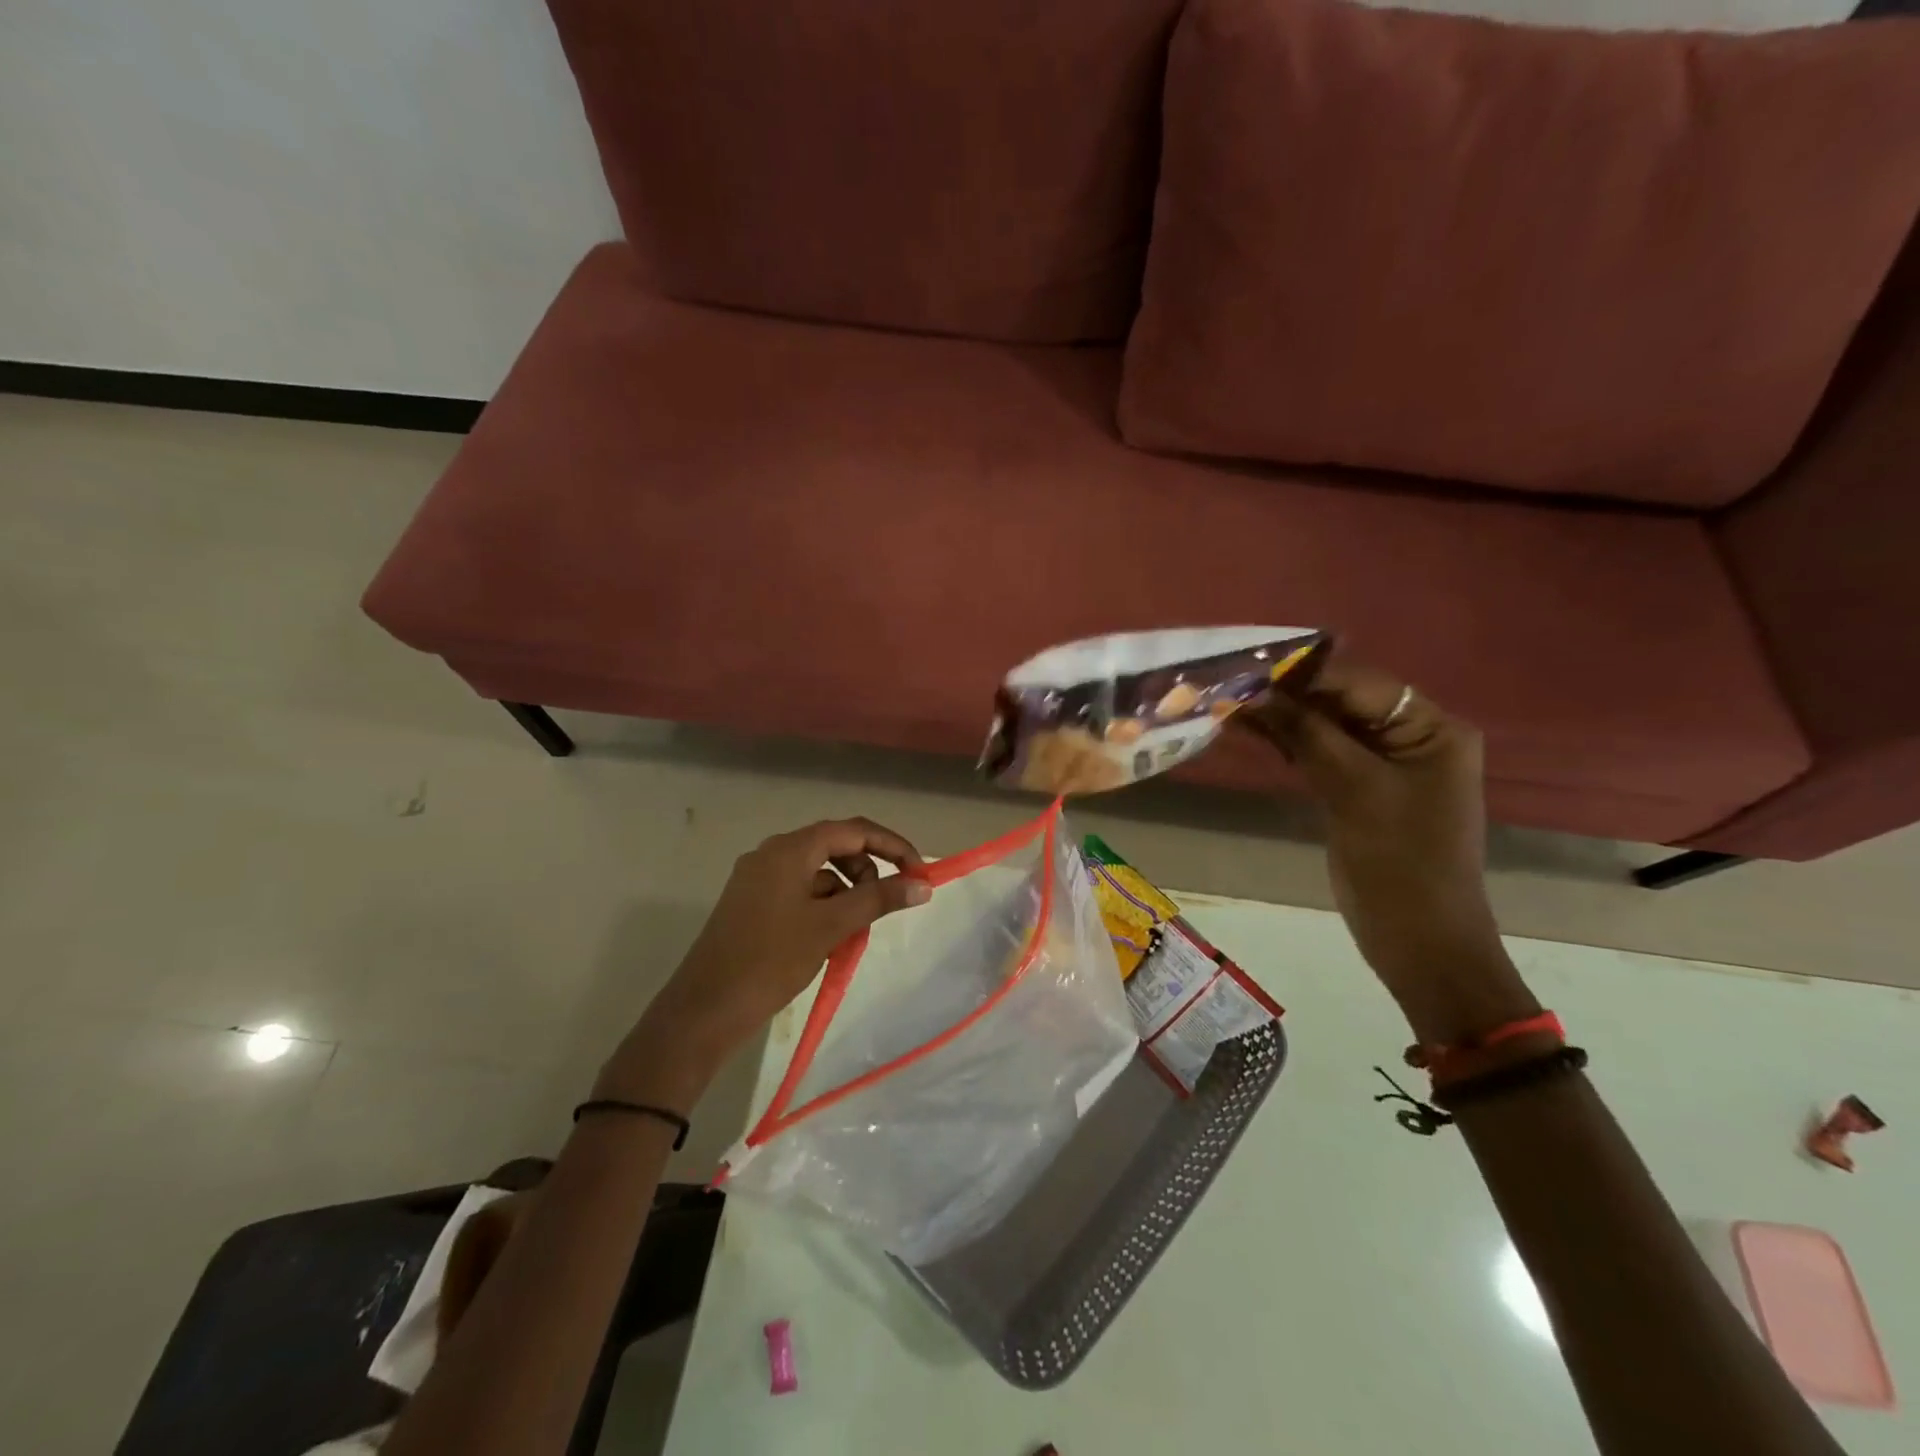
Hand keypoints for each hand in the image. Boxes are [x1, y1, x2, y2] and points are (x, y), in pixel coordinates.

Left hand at [596, 818, 929, 1109]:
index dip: (891, 846)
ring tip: (854, 930)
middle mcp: (772, 854)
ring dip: (846, 892)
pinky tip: (829, 940)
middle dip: (867, 871)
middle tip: (884, 905)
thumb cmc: (770, 960)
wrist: (704, 1010)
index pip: (853, 830)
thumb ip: (879, 899)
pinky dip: (824, 907)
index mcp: (788, 849)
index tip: (919, 872)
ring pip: (819, 872)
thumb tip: (923, 884)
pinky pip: (801, 892)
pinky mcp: (753, 904)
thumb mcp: (831, 926)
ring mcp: (759, 879)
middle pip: (835, 846)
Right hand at [1237, 656, 1535, 1041]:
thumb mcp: (1354, 791)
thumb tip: (1254, 692)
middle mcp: (1411, 735)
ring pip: (1326, 725)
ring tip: (1228, 703)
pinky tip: (1250, 730)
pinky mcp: (1359, 787)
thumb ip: (1307, 735)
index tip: (1246, 665)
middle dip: (1287, 693)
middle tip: (1229, 683)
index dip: (1303, 672)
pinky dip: (1289, 742)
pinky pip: (1321, 751)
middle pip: (1341, 700)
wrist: (1419, 941)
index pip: (1359, 682)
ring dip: (1282, 716)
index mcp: (1431, 728)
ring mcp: (1384, 763)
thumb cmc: (1399, 864)